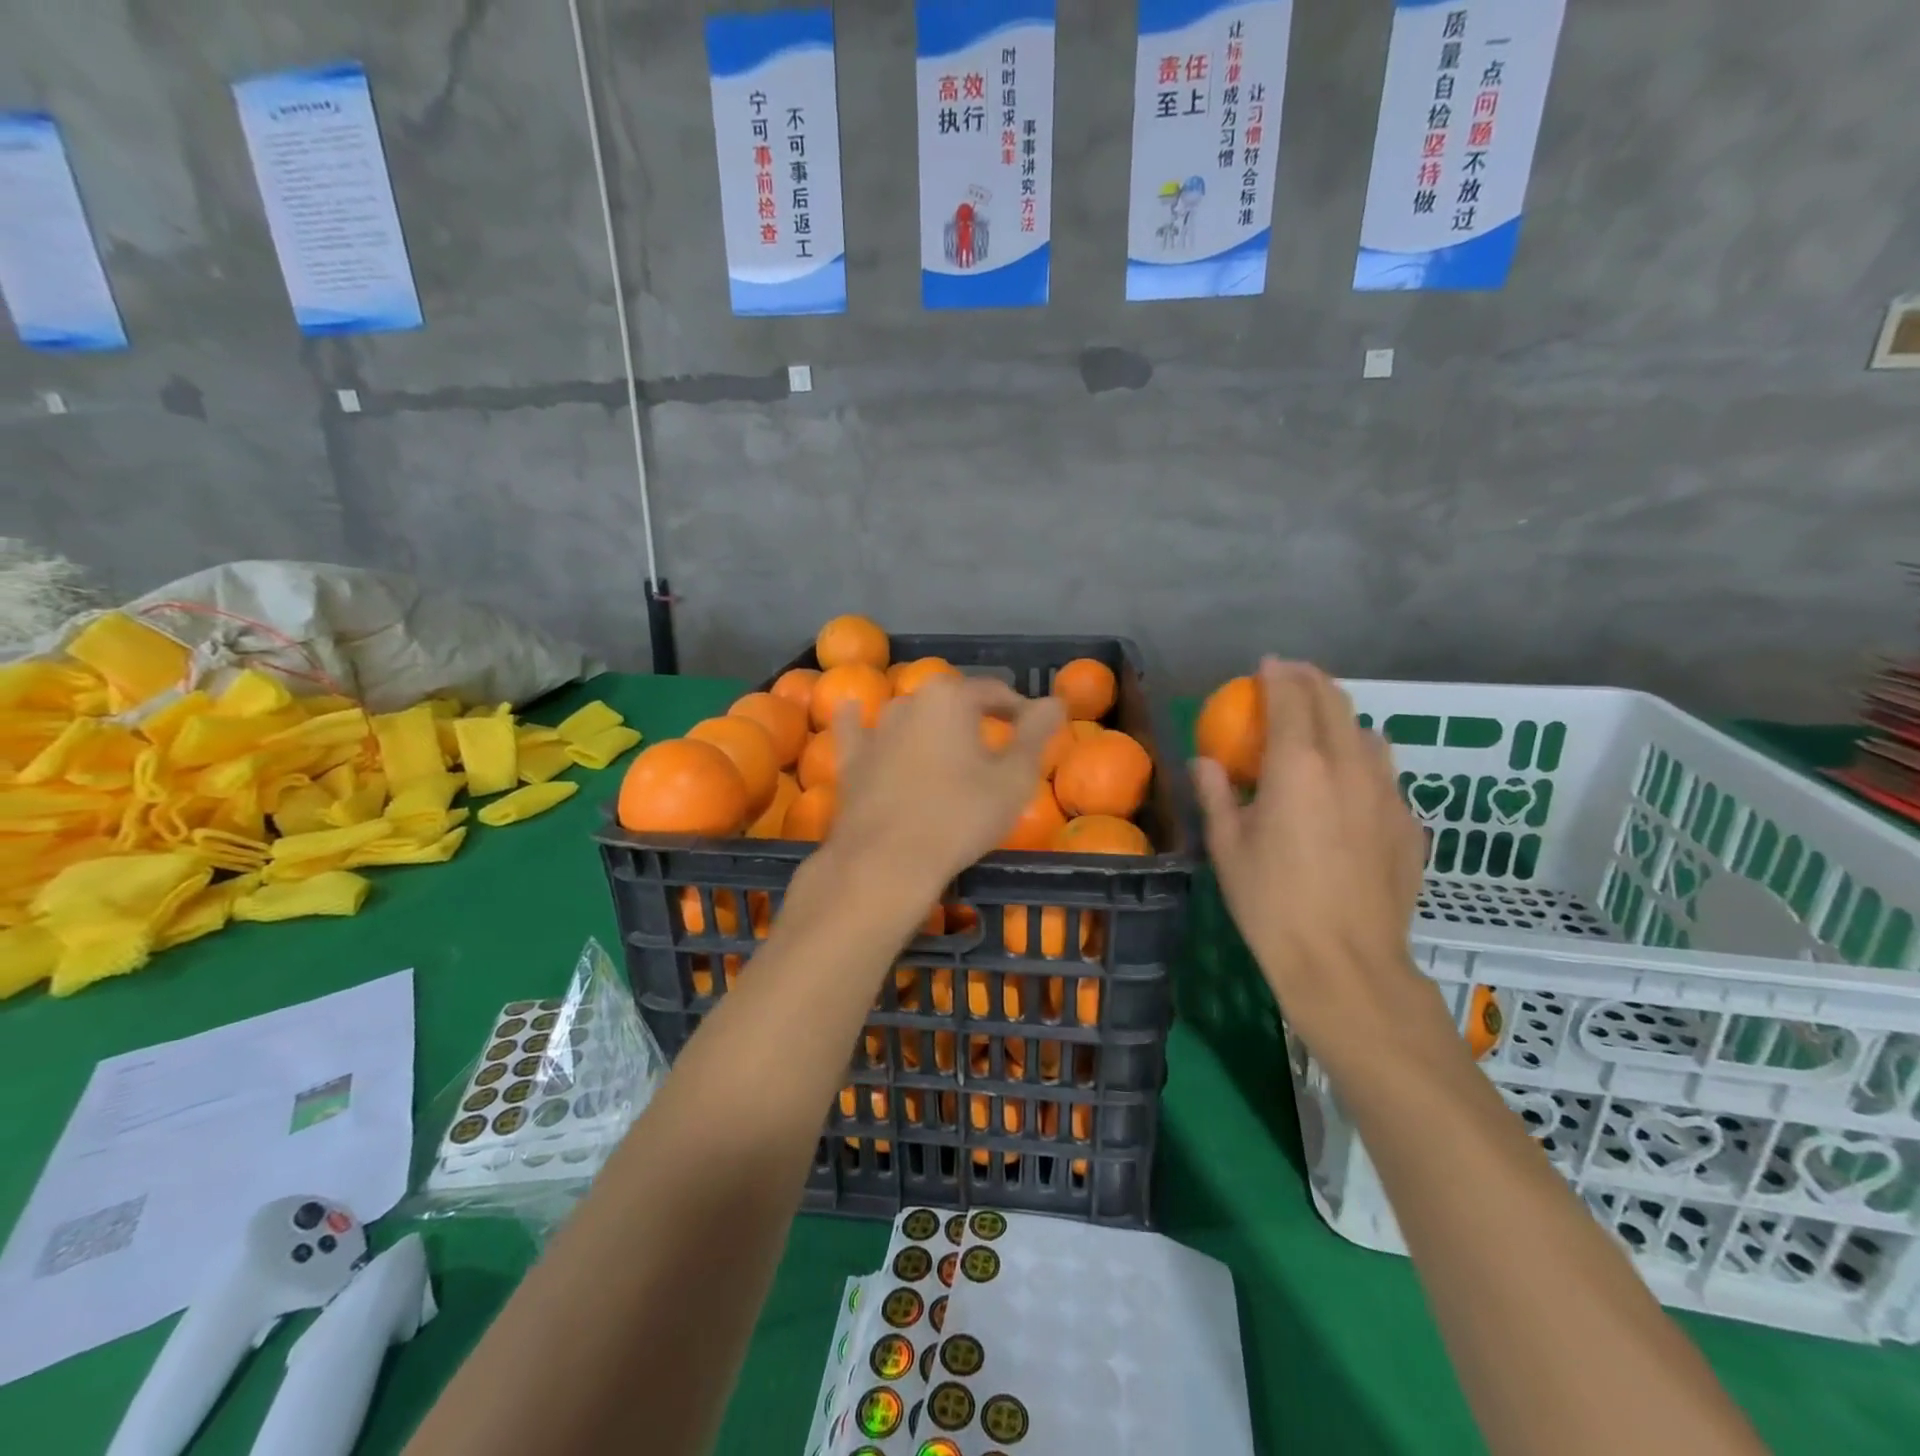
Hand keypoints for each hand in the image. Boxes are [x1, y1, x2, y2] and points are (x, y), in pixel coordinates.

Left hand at [828, 676, 1065, 899]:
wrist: (887, 861)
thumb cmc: (960, 816)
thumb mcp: (1014, 778)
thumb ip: (1036, 734)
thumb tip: (1054, 701)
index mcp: (951, 697)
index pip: (995, 692)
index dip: (1019, 710)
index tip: (1033, 732)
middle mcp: (909, 701)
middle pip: (952, 702)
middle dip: (975, 718)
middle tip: (995, 747)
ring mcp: (875, 730)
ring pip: (909, 716)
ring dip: (929, 725)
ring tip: (947, 750)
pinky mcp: (851, 760)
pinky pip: (857, 732)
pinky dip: (860, 722)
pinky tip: (855, 712)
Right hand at [1192, 659, 1433, 1062]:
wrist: (1345, 963)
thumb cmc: (1271, 903)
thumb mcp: (1227, 848)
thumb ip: (1216, 795)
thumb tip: (1207, 762)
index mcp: (1299, 766)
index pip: (1292, 699)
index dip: (1278, 675)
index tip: (1266, 664)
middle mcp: (1349, 766)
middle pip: (1336, 703)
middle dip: (1312, 681)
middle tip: (1292, 678)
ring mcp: (1387, 794)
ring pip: (1369, 735)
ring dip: (1343, 718)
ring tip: (1322, 727)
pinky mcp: (1409, 825)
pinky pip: (1386, 776)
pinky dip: (1363, 762)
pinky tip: (1350, 788)